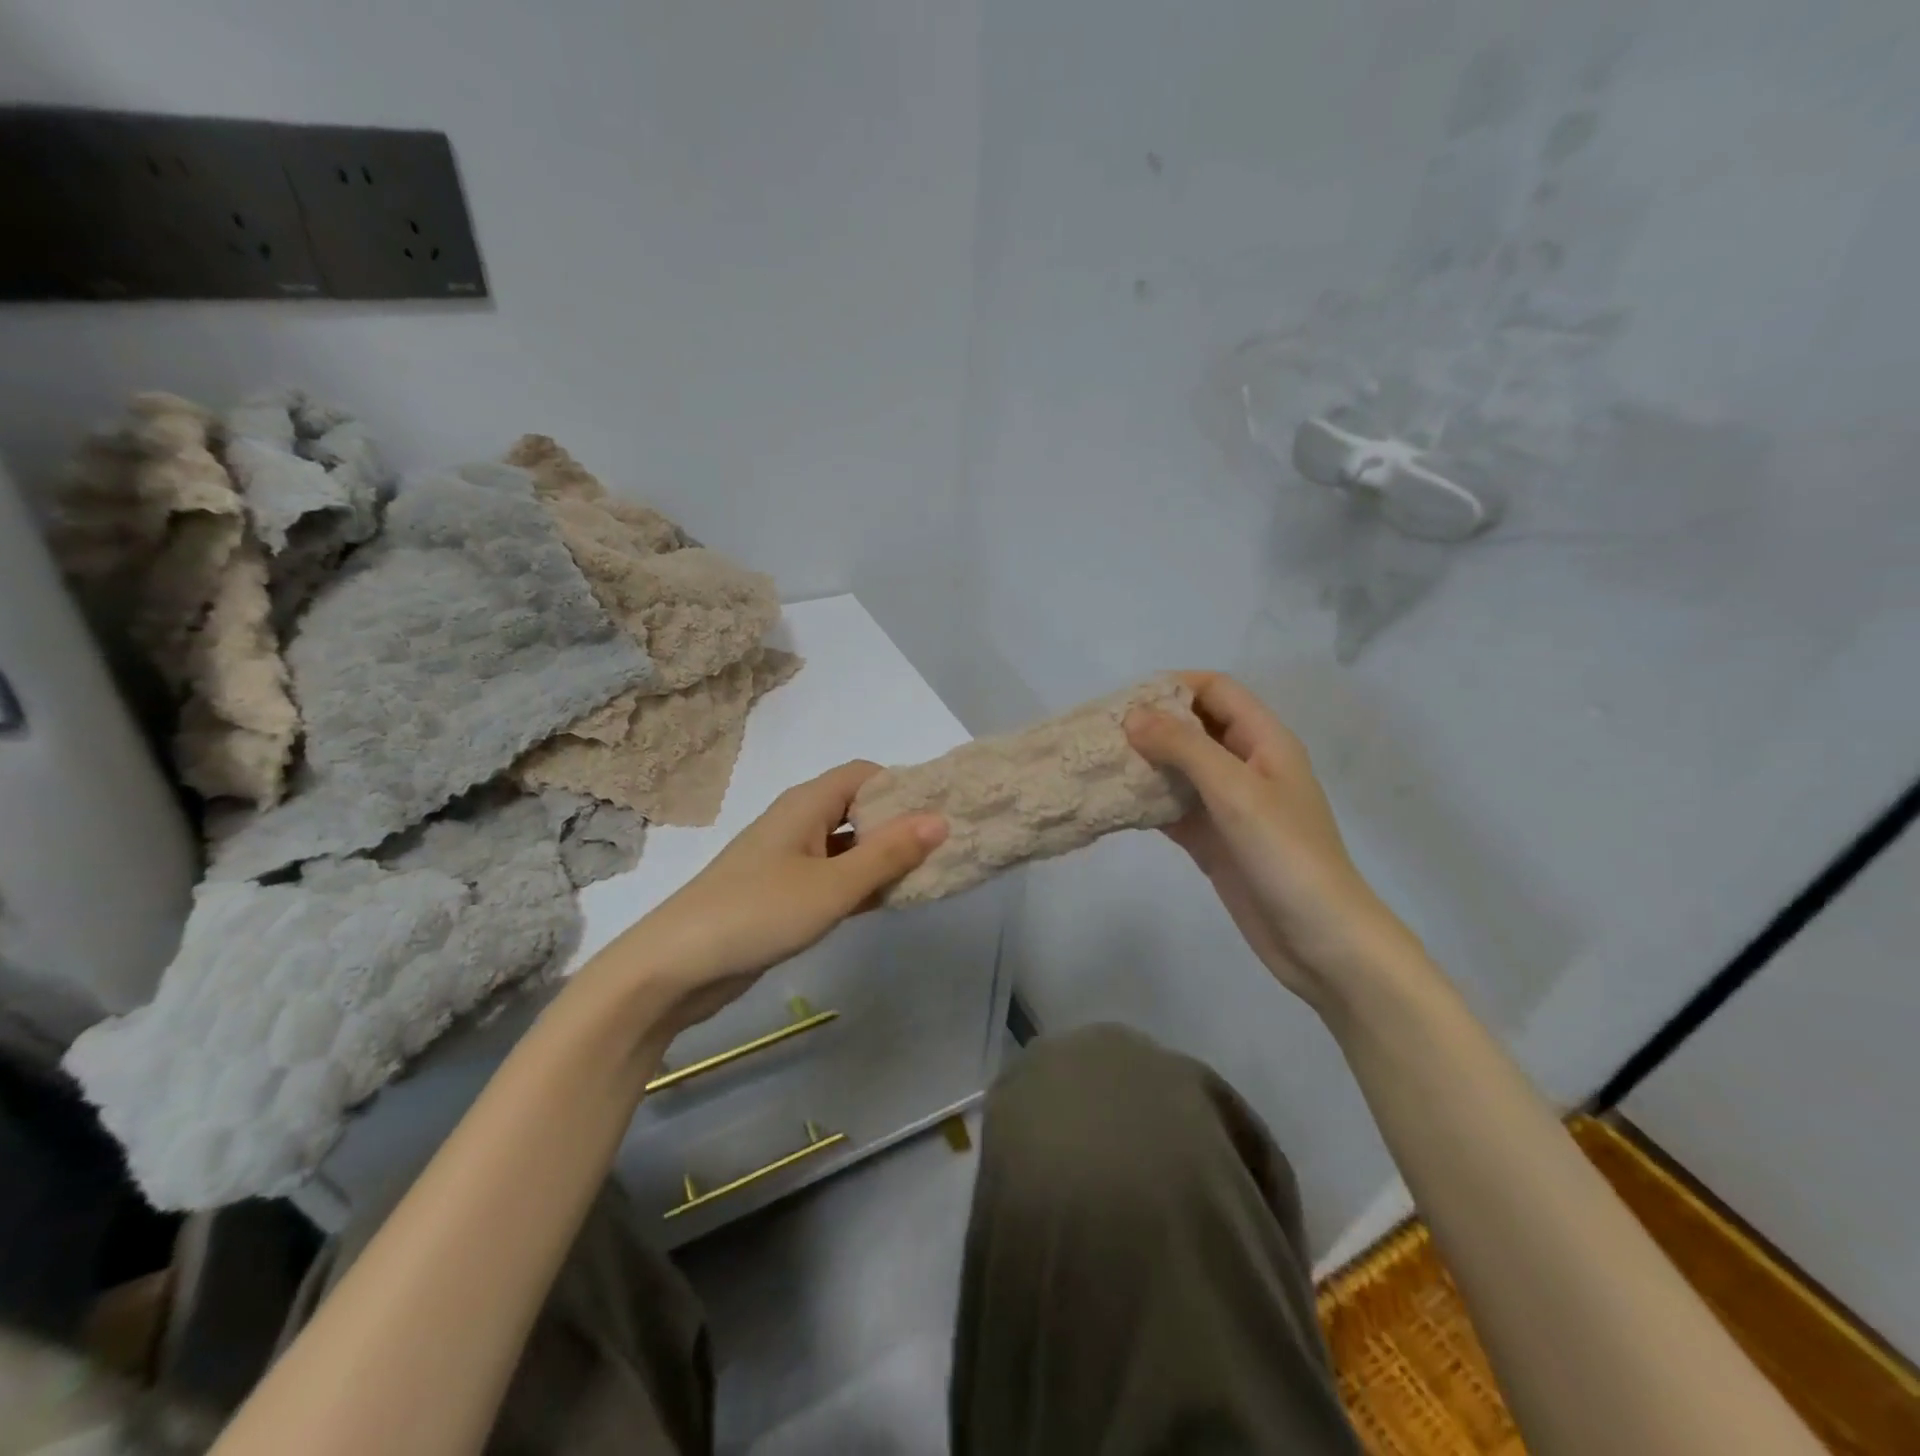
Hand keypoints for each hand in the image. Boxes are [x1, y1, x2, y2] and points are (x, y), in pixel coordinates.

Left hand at [621, 761, 947, 1035]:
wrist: (674, 967)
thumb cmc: (757, 913)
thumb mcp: (833, 886)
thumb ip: (888, 853)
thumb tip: (940, 819)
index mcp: (807, 804)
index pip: (865, 774)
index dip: (903, 787)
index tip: (940, 813)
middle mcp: (798, 822)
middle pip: (858, 808)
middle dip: (898, 825)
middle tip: (943, 849)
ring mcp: (788, 859)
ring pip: (847, 846)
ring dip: (881, 857)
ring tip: (927, 875)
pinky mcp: (782, 893)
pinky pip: (831, 876)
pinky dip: (859, 883)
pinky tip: (886, 902)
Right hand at [1126, 672, 1424, 1012]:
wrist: (1321, 942)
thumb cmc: (1286, 855)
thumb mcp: (1236, 792)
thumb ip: (1184, 748)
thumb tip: (1133, 716)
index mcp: (1264, 741)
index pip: (1216, 691)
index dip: (1174, 686)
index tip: (1125, 700)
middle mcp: (1246, 766)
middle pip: (1194, 728)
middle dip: (1150, 725)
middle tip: (1101, 734)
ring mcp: (1229, 806)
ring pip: (1180, 770)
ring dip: (1144, 765)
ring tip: (1098, 765)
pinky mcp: (1214, 840)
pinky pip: (1174, 810)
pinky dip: (1147, 804)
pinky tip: (1113, 804)